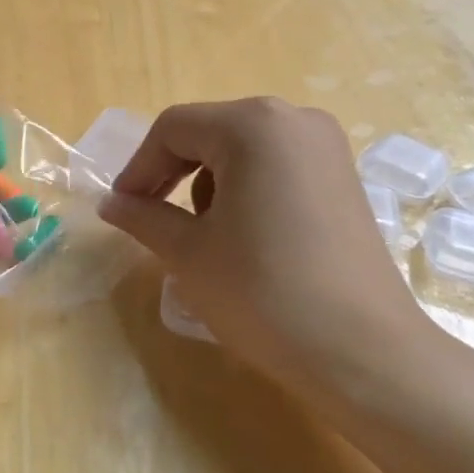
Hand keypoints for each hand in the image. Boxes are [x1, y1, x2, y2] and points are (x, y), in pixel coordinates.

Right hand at [99, 98, 440, 408]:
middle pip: (210, 132)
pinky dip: (246, 189)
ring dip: (208, 182)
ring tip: (201, 234)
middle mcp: (294, 119)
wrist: (364, 353)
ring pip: (243, 148)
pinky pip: (276, 165)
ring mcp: (327, 147)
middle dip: (172, 173)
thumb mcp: (189, 253)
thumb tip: (109, 203)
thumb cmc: (263, 293)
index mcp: (253, 125)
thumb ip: (143, 217)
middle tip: (150, 217)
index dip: (138, 167)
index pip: (173, 129)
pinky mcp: (343, 178)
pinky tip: (243, 235)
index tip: (121, 208)